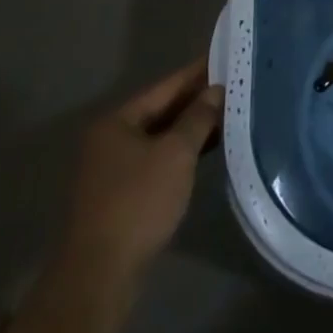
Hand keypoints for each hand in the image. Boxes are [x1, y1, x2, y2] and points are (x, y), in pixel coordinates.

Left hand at [61, 59, 222, 279]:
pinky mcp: (120, 197)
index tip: (223, 57)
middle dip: (195, 101)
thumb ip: (198, 118)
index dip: (196, 73)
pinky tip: (205, 151)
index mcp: (116, 122)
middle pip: (160, 111)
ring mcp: (111, 170)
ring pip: (158, 138)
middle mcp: (109, 140)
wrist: (99, 275)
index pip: (164, 87)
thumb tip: (215, 90)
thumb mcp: (176, 154)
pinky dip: (179, 153)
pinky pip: (156, 161)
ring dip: (189, 128)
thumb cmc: (138, 202)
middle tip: (232, 85)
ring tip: (227, 114)